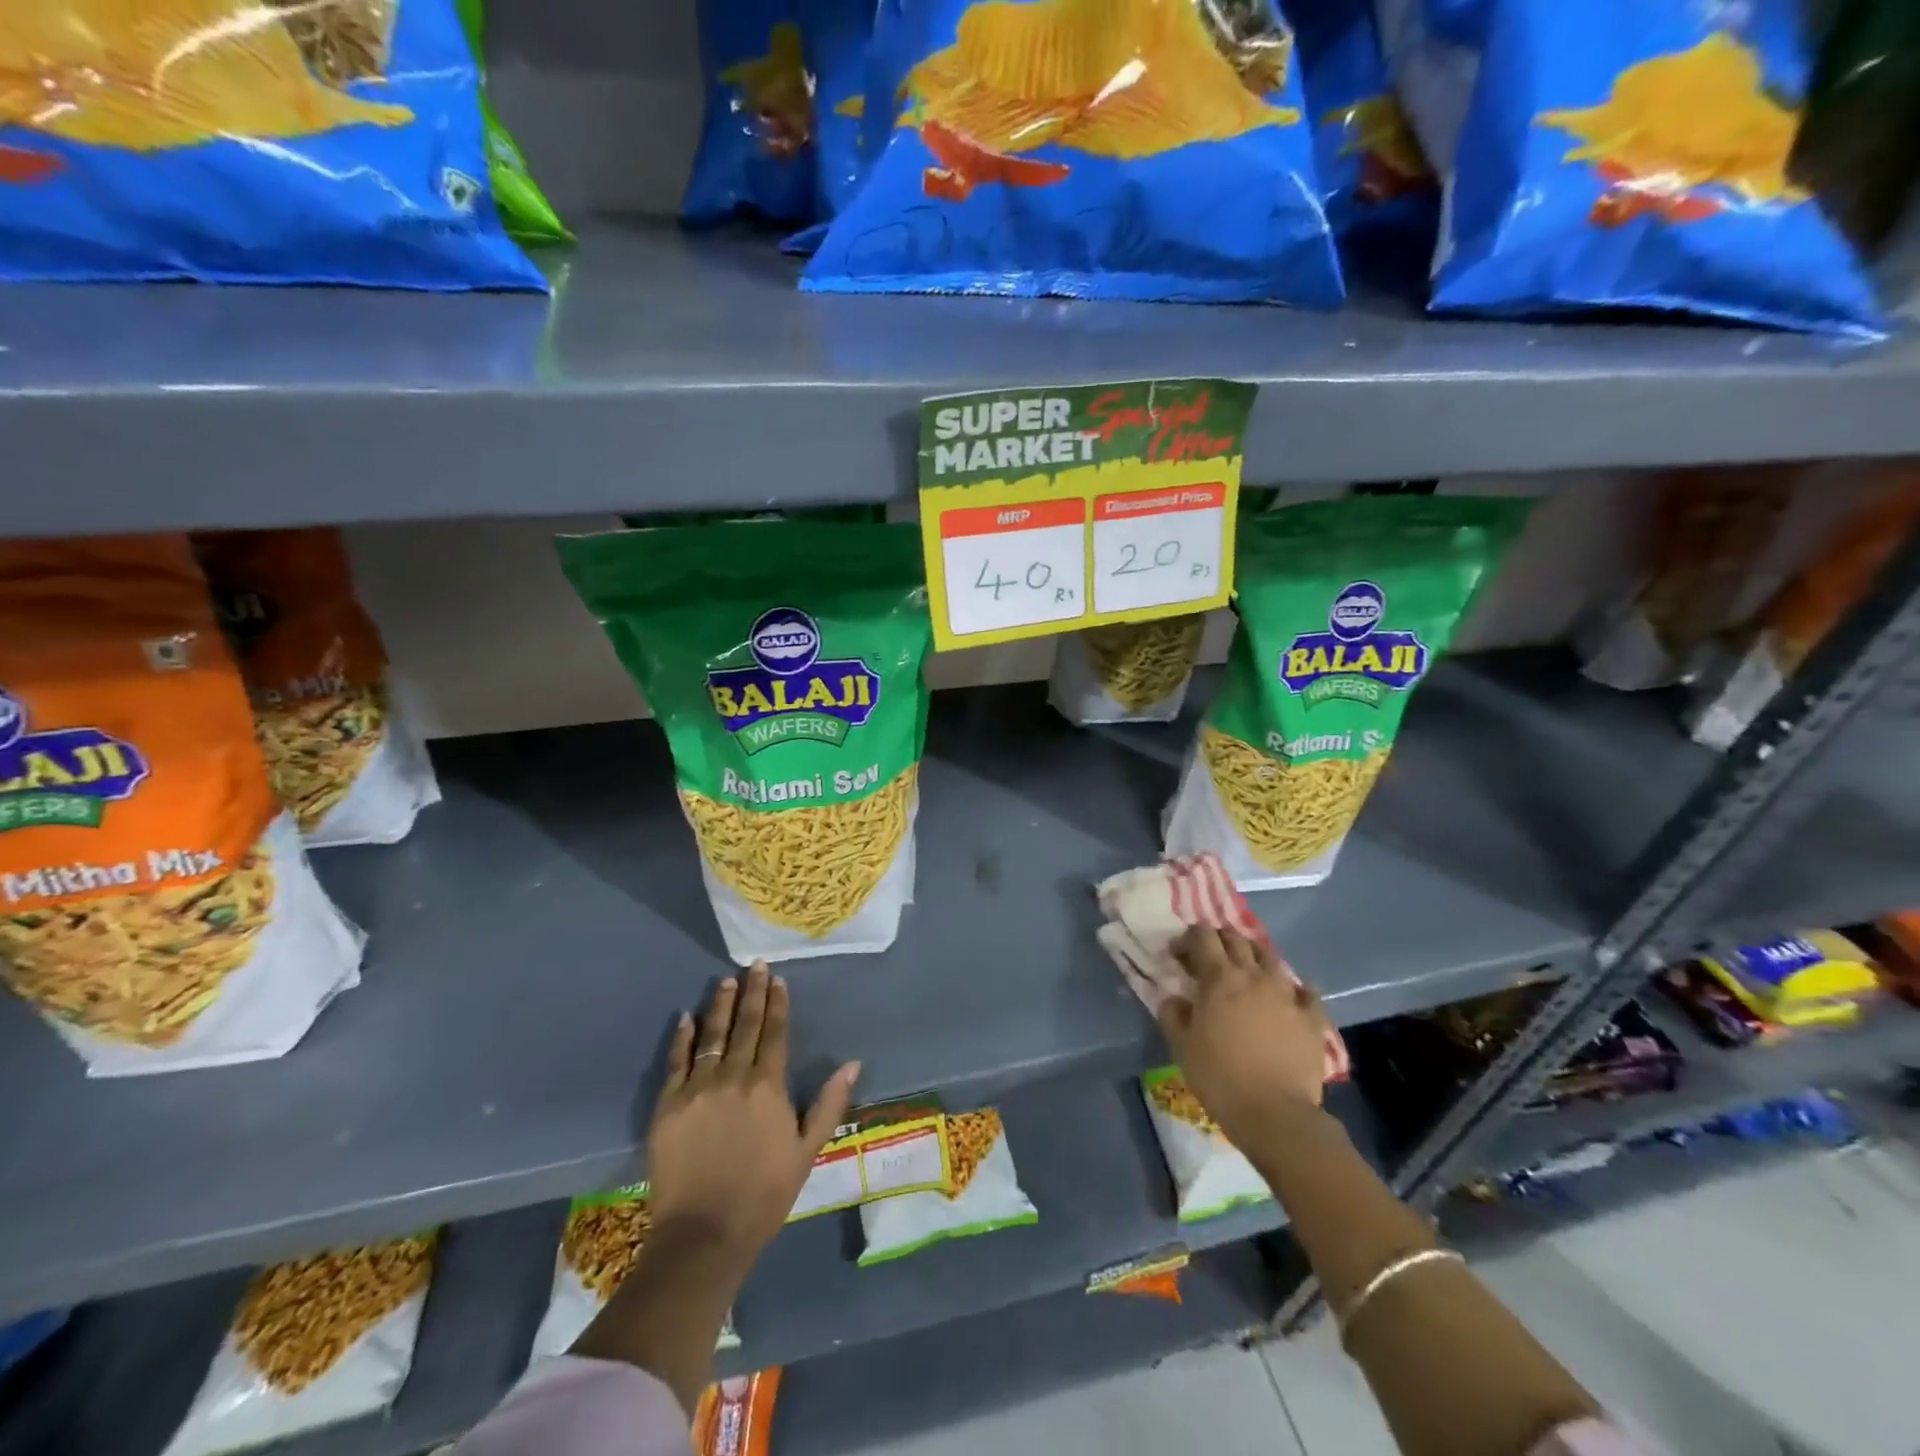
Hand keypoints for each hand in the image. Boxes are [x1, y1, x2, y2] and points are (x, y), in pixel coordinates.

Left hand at [648, 962, 859, 1265]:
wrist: (704, 1234)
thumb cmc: (764, 1194)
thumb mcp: (808, 1150)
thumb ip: (829, 1103)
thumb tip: (852, 1062)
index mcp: (768, 1086)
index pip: (775, 1033)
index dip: (777, 1004)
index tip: (778, 979)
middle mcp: (734, 1077)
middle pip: (745, 1025)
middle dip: (752, 993)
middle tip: (755, 965)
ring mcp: (697, 1089)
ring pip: (712, 1036)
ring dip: (721, 1006)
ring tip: (726, 981)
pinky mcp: (668, 1105)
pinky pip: (676, 1061)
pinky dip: (682, 1037)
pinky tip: (687, 1017)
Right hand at [1158, 926, 1330, 1144]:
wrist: (1274, 1114)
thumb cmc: (1219, 1076)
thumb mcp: (1181, 1045)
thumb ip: (1173, 1013)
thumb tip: (1175, 998)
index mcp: (1219, 978)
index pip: (1202, 936)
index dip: (1188, 938)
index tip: (1178, 954)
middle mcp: (1254, 976)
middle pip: (1236, 939)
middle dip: (1219, 940)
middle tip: (1208, 957)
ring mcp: (1287, 994)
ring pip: (1270, 957)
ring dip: (1254, 956)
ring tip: (1246, 971)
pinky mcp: (1312, 1018)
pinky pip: (1306, 991)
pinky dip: (1295, 987)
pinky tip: (1290, 995)